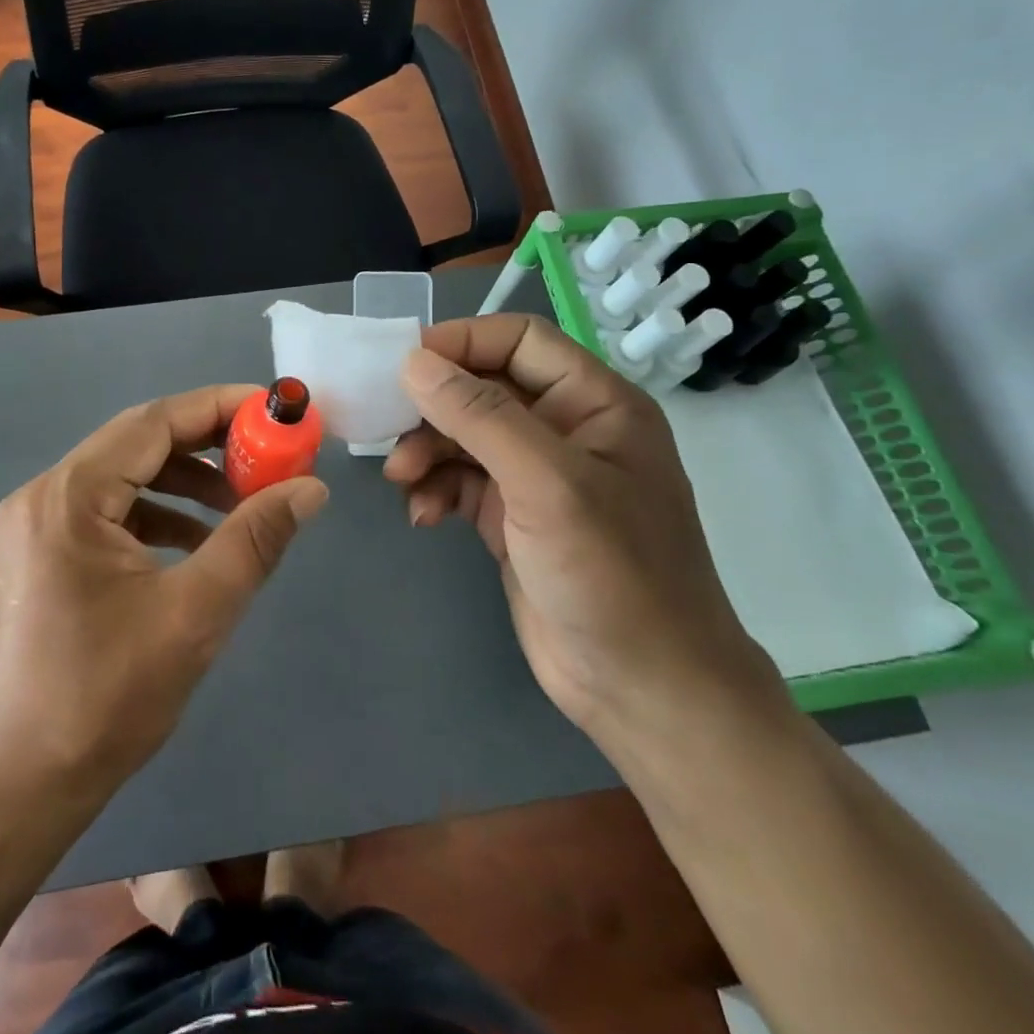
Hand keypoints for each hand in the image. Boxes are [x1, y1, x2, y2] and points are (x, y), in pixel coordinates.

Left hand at [0, 385, 327, 793]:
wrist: (19, 787)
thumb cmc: (105, 698)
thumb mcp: (195, 612)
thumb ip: (255, 540)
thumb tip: (310, 488)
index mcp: (68, 496)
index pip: (153, 423)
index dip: (219, 408)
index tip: (273, 411)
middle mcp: (44, 495)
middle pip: (138, 444)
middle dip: (207, 446)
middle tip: (267, 457)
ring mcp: (36, 526)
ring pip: (125, 478)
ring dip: (185, 483)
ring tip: (242, 504)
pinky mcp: (41, 555)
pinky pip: (109, 512)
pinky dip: (158, 515)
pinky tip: (197, 543)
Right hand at [385, 315, 778, 735]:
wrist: (645, 692)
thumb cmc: (613, 575)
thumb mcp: (546, 484)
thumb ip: (479, 416)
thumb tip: (413, 362)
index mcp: (594, 404)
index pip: (520, 341)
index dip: (462, 342)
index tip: (403, 363)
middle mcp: (565, 430)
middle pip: (483, 388)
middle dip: (434, 407)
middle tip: (389, 430)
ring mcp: (537, 477)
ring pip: (464, 436)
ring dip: (427, 451)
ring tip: (402, 480)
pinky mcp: (512, 518)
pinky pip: (461, 481)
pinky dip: (436, 489)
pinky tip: (423, 515)